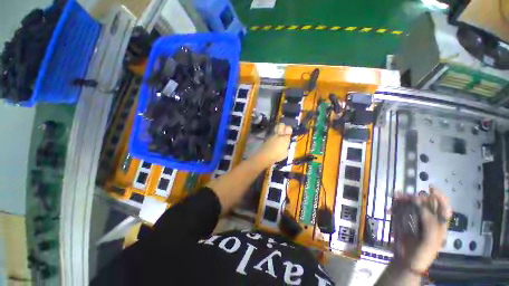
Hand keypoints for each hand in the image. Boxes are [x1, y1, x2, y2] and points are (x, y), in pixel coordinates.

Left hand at [254, 123, 292, 166]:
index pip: (289, 129)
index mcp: (285, 138)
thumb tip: (286, 147)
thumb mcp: (285, 153)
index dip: (289, 129)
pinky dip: (272, 136)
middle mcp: (279, 135)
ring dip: (277, 131)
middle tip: (283, 131)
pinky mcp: (267, 138)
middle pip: (281, 125)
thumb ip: (286, 148)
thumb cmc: (277, 156)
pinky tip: (272, 141)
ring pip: (275, 129)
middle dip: (282, 126)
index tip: (289, 132)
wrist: (265, 155)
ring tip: (277, 136)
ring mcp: (272, 135)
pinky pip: (271, 135)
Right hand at [393, 186, 451, 271]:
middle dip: (416, 198)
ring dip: (403, 200)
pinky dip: (395, 207)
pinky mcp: (403, 221)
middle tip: (405, 196)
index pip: (443, 207)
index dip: (439, 197)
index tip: (430, 188)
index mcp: (439, 225)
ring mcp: (415, 220)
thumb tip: (419, 203)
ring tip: (395, 198)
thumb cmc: (422, 253)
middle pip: (425, 204)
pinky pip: (400, 210)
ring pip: (411, 206)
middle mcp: (428, 220)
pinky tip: (390, 207)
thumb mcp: (429, 240)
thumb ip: (428, 222)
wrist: (406, 262)